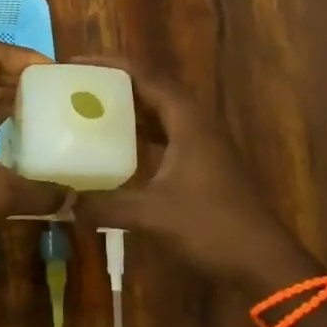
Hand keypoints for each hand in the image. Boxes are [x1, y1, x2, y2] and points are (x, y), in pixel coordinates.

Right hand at [72, 58, 314, 291]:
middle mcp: (196, 124)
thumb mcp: (153, 215)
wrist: (264, 263)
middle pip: (152, 89)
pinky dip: (140, 134)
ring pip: (160, 113)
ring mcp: (203, 144)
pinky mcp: (203, 164)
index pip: (145, 76)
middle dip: (115, 83)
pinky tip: (118, 148)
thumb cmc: (212, 227)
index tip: (75, 63)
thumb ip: (106, 205)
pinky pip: (165, 135)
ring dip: (128, 108)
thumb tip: (63, 203)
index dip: (110, 65)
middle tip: (78, 85)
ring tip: (91, 109)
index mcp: (188, 120)